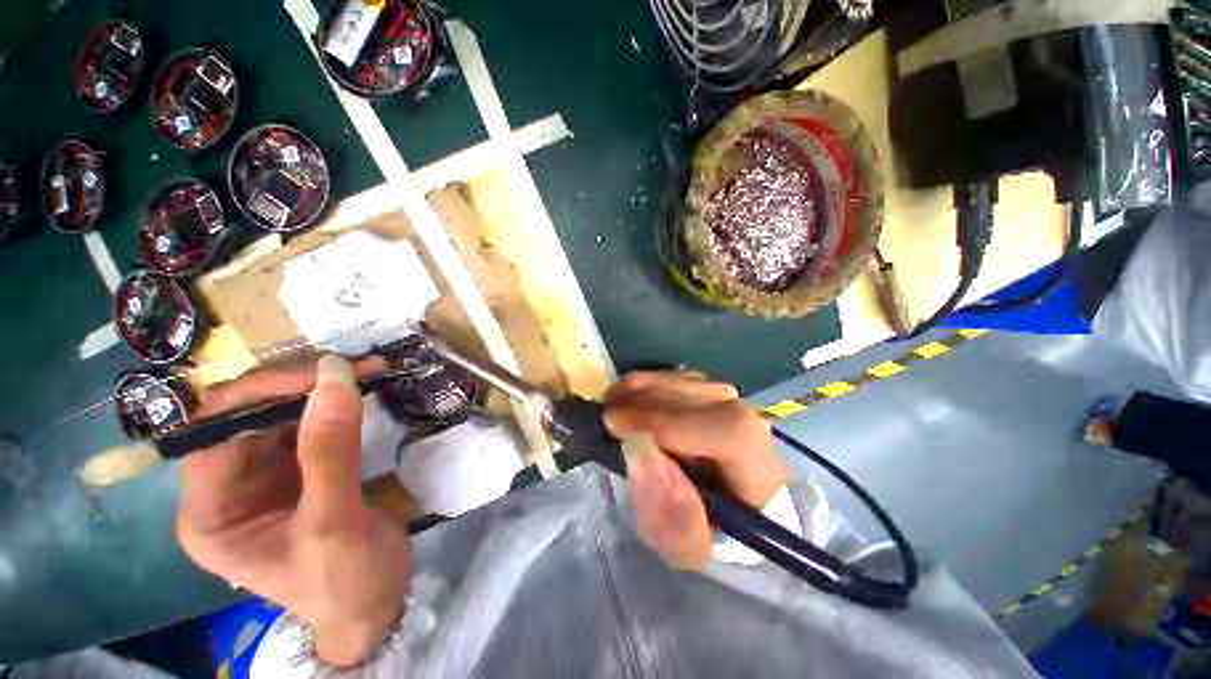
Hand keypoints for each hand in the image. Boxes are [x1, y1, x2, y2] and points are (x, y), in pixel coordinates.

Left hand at [176, 356, 410, 666]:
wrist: (377, 603)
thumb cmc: (345, 581)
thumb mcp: (334, 523)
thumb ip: (330, 452)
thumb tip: (335, 376)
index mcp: (210, 513)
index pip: (216, 432)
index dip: (261, 395)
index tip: (323, 374)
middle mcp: (227, 487)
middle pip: (245, 415)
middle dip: (298, 385)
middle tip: (355, 367)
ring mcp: (265, 474)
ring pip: (280, 411)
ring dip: (322, 387)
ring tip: (369, 370)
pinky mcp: (300, 467)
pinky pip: (311, 421)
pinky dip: (338, 401)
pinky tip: (364, 387)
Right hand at [603, 371, 788, 570]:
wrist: (723, 508)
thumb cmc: (708, 534)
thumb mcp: (687, 546)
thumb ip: (669, 509)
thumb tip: (637, 446)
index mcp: (759, 468)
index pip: (724, 431)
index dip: (666, 423)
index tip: (615, 425)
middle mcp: (750, 422)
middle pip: (698, 396)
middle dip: (643, 401)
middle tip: (603, 414)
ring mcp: (728, 400)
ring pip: (682, 381)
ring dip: (640, 389)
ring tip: (610, 406)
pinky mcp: (707, 390)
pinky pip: (673, 377)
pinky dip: (645, 384)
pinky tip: (626, 400)